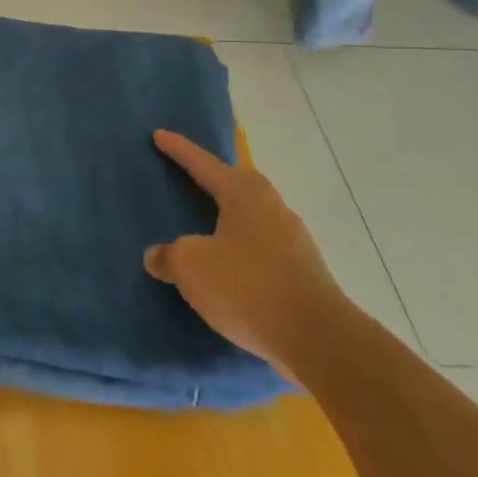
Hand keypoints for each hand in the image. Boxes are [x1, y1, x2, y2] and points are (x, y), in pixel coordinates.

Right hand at [145, 130, 348, 383]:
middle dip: (216, 178)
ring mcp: (295, 242)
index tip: (159, 135)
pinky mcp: (305, 273)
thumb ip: (169, 255)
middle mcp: (273, 209)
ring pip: (255, 216)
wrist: (319, 340)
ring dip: (231, 216)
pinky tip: (230, 265)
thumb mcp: (191, 266)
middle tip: (192, 176)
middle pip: (240, 184)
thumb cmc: (247, 287)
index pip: (204, 165)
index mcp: (244, 196)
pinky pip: (264, 247)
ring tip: (208, 224)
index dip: (180, 151)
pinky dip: (243, 248)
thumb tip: (158, 255)